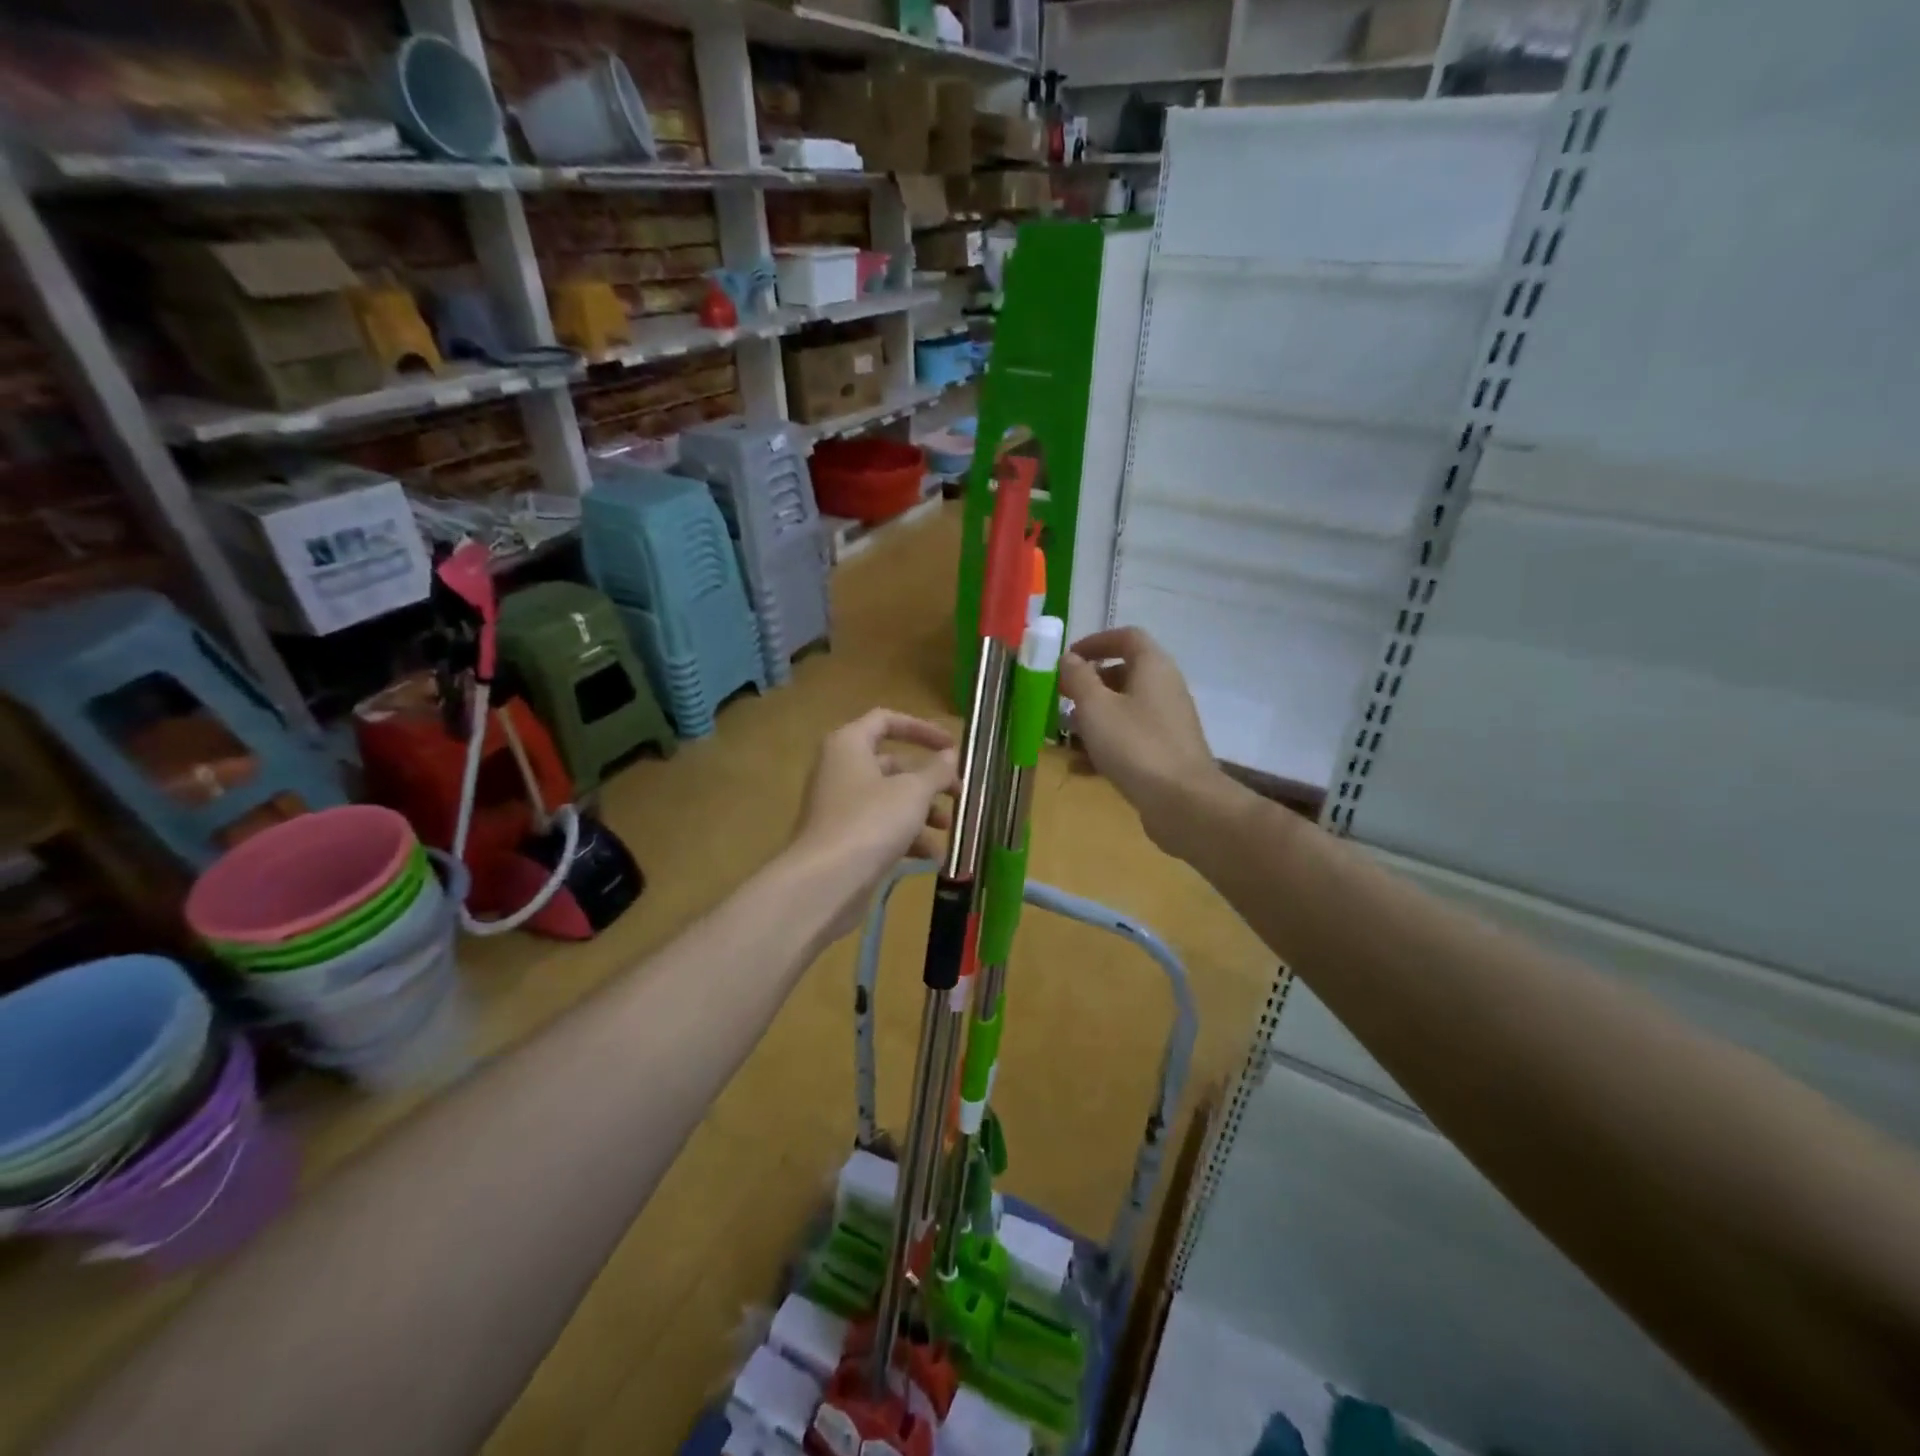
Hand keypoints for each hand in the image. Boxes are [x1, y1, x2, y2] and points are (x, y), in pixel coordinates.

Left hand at [790, 709, 958, 941]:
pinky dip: (905, 836)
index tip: (952, 746)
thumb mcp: (913, 792)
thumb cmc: (871, 822)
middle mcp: (840, 769)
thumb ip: (935, 771)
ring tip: (948, 829)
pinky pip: (880, 827)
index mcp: (849, 745)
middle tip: (958, 795)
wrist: (825, 881)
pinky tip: (932, 856)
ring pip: (889, 799)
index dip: (922, 729)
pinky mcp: (843, 838)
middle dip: (928, 780)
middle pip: (892, 764)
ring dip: (922, 811)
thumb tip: (949, 756)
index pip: (886, 720)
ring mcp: (839, 806)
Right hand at [1058, 627, 1221, 851]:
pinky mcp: (1165, 753)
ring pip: (1124, 710)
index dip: (1095, 642)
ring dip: (1092, 719)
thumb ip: (1078, 678)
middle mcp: (1165, 689)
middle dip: (1088, 686)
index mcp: (1153, 667)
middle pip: (1124, 675)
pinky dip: (1105, 747)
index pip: (1127, 637)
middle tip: (1060, 699)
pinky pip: (1130, 740)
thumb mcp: (1095, 707)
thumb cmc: (1135, 745)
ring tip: (1064, 736)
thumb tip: (1069, 659)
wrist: (1183, 802)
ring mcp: (1167, 723)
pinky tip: (1079, 768)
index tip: (1067, 659)